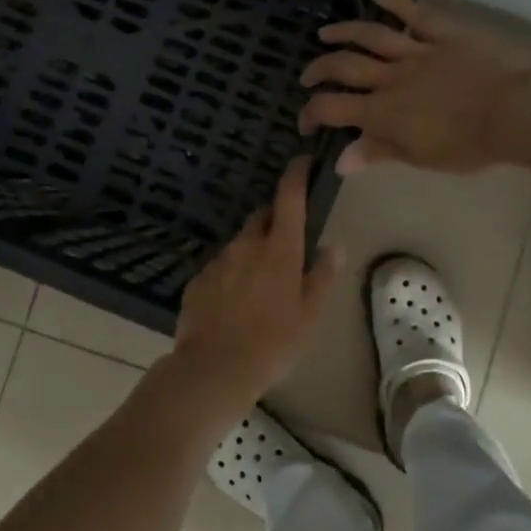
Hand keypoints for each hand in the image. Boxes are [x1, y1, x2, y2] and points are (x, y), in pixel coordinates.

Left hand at [154, 158, 341, 426]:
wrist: (214, 368)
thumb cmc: (273, 343)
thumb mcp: (309, 315)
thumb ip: (322, 276)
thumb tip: (332, 247)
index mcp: (279, 249)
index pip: (289, 198)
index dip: (296, 175)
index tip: (302, 162)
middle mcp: (246, 245)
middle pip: (262, 217)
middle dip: (275, 221)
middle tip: (286, 246)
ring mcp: (218, 260)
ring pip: (240, 243)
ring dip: (252, 251)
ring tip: (260, 284)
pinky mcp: (198, 279)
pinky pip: (220, 266)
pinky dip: (231, 273)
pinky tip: (235, 302)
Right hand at [299, 0, 530, 174]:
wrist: (518, 110)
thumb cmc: (471, 144)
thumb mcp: (421, 158)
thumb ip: (379, 153)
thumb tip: (340, 162)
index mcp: (383, 112)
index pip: (333, 108)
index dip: (311, 114)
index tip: (306, 123)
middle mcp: (391, 77)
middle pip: (344, 67)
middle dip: (319, 70)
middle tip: (307, 76)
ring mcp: (417, 50)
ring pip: (370, 36)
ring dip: (343, 32)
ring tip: (325, 34)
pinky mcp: (444, 32)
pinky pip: (414, 12)